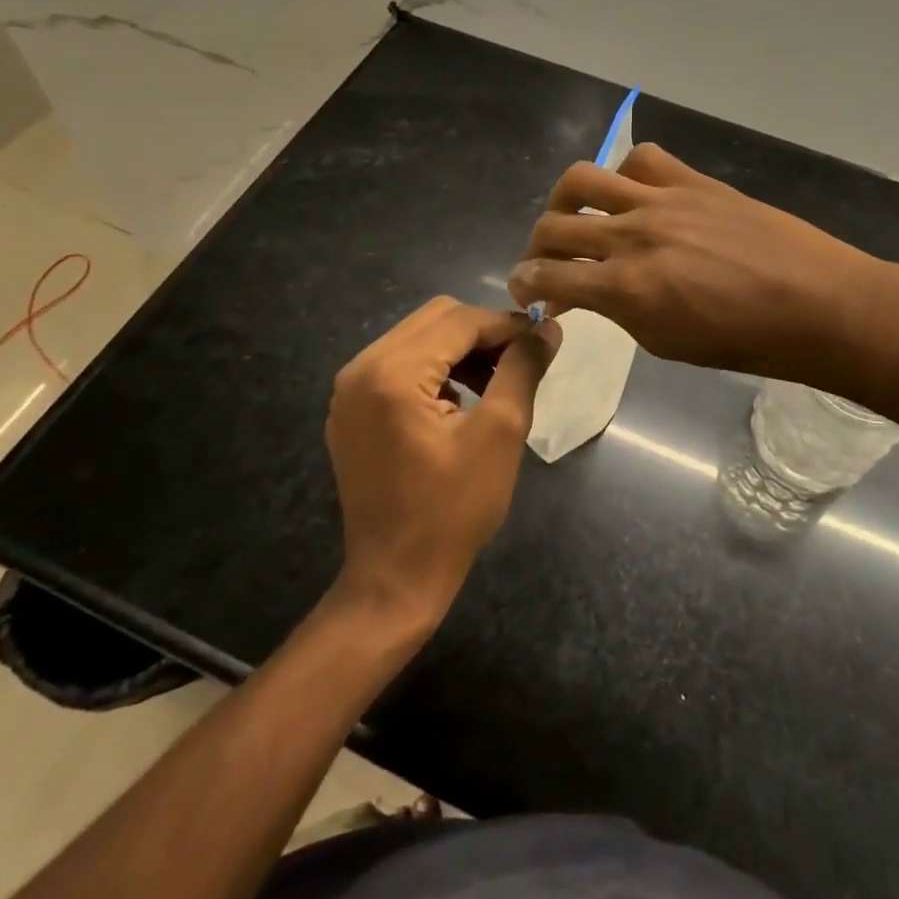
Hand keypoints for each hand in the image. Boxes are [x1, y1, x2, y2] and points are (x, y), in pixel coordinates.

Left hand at [326, 298, 559, 627]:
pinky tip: (460, 399)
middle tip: (519, 363)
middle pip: (435, 319)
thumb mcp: (500, 433)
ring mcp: (350, 389)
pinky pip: (399, 363)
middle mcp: (361, 368)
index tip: (543, 341)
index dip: (507, 325)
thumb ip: (523, 369)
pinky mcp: (351, 408)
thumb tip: (548, 326)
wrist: (394, 579)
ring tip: (495, 382)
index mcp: (393, 372)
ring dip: (460, 349)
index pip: (460, 320)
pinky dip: (436, 368)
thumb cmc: (453, 510)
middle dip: (483, 333)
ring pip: (418, 337)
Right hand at [507, 144, 878, 388]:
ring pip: (584, 178)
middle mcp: (632, 236)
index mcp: (625, 288)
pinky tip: (635, 195)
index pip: (548, 278)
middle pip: (554, 226)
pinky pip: (642, 160)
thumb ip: (621, 310)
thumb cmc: (746, 342)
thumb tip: (598, 291)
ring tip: (573, 215)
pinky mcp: (692, 181)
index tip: (523, 288)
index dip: (525, 284)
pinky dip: (626, 174)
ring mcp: (662, 200)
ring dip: (564, 200)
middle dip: (535, 247)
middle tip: (545, 261)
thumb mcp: (667, 342)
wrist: (816, 303)